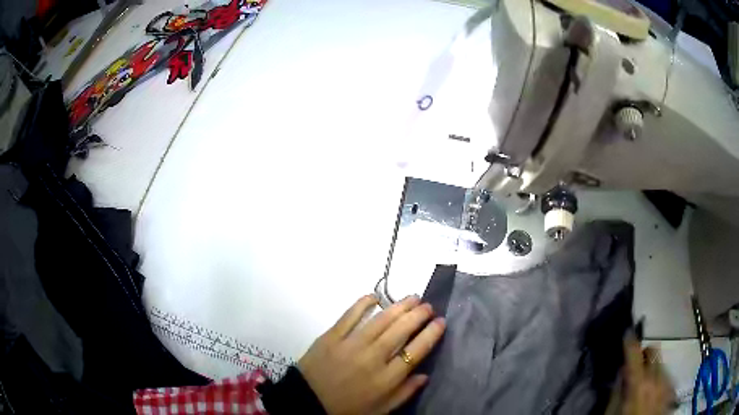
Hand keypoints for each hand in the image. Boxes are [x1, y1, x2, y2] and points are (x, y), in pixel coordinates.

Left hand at [297, 294, 445, 414]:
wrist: (308, 402)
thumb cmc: (348, 409)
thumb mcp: (381, 409)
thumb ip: (405, 393)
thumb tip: (425, 375)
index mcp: (387, 379)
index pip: (416, 351)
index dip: (431, 334)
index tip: (441, 322)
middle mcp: (373, 358)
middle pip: (401, 330)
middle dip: (419, 315)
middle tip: (428, 305)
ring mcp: (351, 344)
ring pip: (381, 320)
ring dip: (399, 306)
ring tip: (412, 298)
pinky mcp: (331, 336)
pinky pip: (350, 315)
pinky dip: (363, 303)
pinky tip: (375, 296)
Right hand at [621, 336, 675, 414]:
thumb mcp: (614, 410)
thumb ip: (618, 389)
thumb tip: (622, 371)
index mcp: (640, 383)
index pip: (635, 353)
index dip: (630, 341)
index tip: (627, 332)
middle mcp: (657, 377)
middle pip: (654, 350)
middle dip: (645, 355)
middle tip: (636, 366)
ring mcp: (668, 382)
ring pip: (661, 363)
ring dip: (653, 369)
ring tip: (645, 386)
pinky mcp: (673, 388)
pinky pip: (667, 376)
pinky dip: (660, 380)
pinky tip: (654, 394)